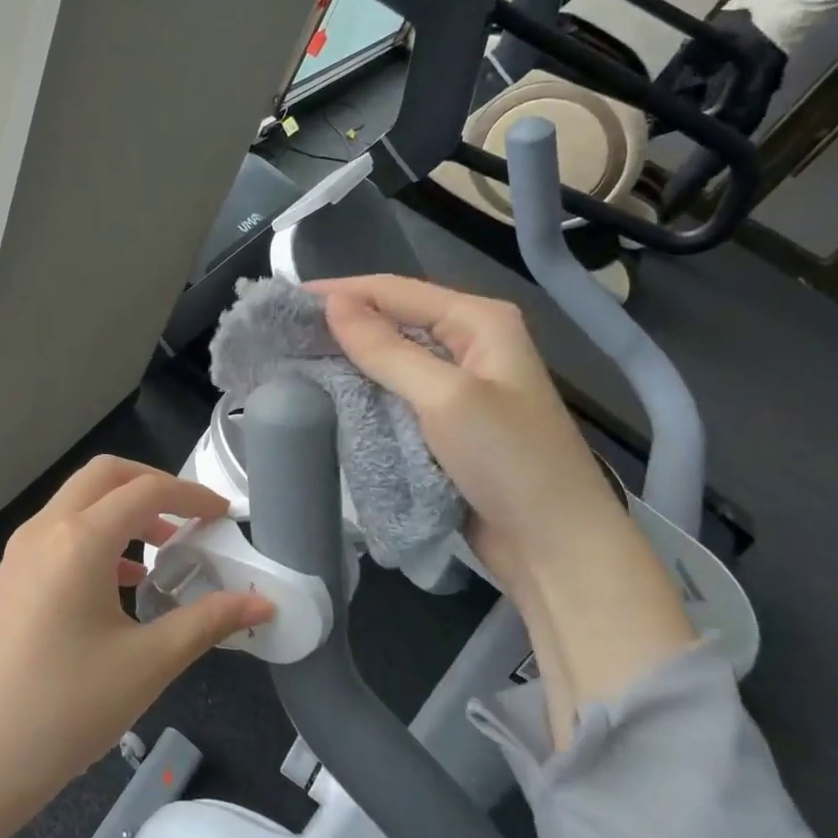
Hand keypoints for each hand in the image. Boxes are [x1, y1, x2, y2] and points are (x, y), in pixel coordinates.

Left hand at [0, 457, 272, 837]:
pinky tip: (120, 583)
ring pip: (78, 503)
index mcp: (79, 539)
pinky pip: (59, 533)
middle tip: (190, 518)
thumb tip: (263, 603)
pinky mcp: (8, 578)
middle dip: (152, 485)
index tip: (224, 516)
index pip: (147, 491)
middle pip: (105, 476)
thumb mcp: (146, 665)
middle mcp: (45, 530)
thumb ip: (208, 623)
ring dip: (122, 511)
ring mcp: (20, 552)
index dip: (192, 496)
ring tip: (162, 551)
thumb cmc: (63, 711)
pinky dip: (97, 537)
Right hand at [311, 276, 636, 573]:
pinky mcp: (447, 419)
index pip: (395, 290)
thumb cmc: (508, 461)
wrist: (555, 547)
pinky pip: (396, 390)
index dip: (339, 291)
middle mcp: (470, 341)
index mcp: (478, 320)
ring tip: (294, 357)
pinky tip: (330, 391)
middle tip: (282, 332)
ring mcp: (460, 382)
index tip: (284, 301)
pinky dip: (364, 388)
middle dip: (340, 323)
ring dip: (348, 356)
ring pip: (392, 356)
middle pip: (393, 318)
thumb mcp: (445, 398)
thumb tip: (331, 303)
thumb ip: (386, 348)